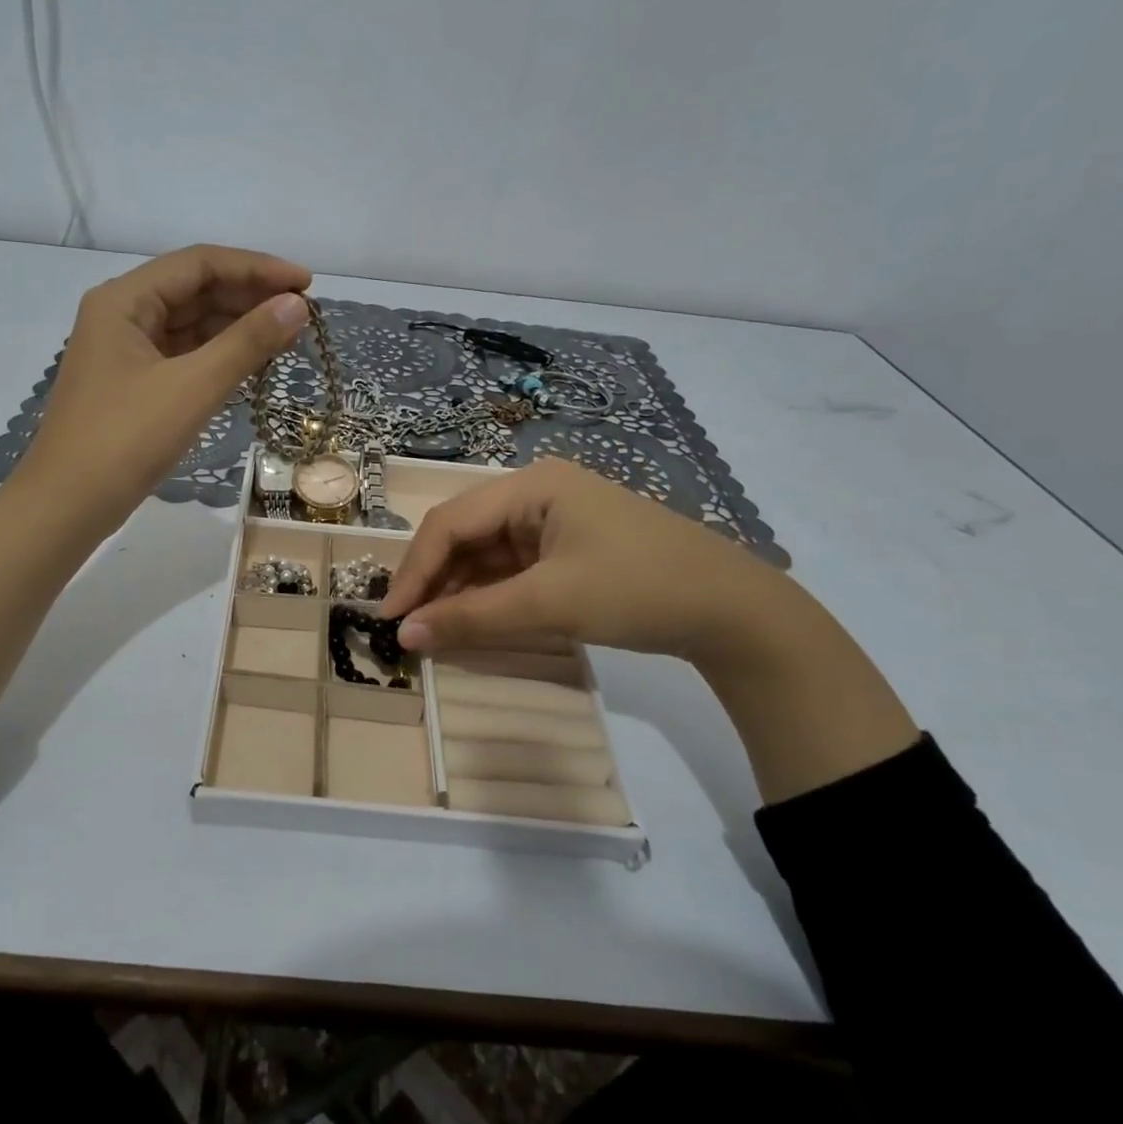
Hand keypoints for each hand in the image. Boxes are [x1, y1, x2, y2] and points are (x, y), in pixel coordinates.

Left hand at [0, 245, 308, 710]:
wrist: (67, 506)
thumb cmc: (125, 440)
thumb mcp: (192, 387)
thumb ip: (247, 342)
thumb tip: (297, 305)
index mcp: (124, 300)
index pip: (200, 263)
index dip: (257, 268)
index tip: (306, 284)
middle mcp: (122, 315)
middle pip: (195, 290)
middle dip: (249, 297)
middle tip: (302, 314)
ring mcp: (125, 352)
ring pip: (190, 325)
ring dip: (237, 327)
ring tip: (287, 336)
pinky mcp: (133, 385)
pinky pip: (183, 356)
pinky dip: (218, 356)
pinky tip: (252, 363)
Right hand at [380, 457, 787, 663]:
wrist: (733, 610)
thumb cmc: (638, 590)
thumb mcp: (550, 604)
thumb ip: (472, 618)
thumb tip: (404, 637)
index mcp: (530, 485)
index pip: (450, 523)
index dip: (413, 570)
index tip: (389, 617)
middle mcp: (535, 493)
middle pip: (464, 534)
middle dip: (433, 580)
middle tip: (407, 627)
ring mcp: (552, 521)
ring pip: (484, 554)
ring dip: (457, 590)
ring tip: (434, 631)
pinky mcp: (566, 549)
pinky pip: (510, 569)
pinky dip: (488, 596)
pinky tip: (471, 622)